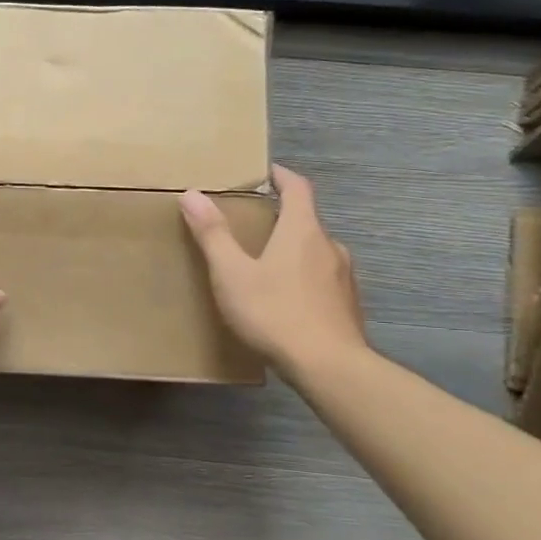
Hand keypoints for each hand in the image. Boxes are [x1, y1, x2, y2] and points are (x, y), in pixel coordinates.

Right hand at [179, 165, 366, 379]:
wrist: (329, 366)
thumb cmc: (275, 312)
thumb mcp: (232, 273)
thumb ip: (213, 234)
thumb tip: (192, 194)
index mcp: (302, 230)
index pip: (298, 188)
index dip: (281, 176)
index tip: (265, 173)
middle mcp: (330, 246)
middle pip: (307, 220)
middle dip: (281, 218)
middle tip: (252, 225)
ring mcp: (344, 277)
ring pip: (316, 252)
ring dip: (294, 250)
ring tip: (266, 265)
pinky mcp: (348, 305)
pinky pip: (323, 279)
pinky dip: (304, 278)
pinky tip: (286, 300)